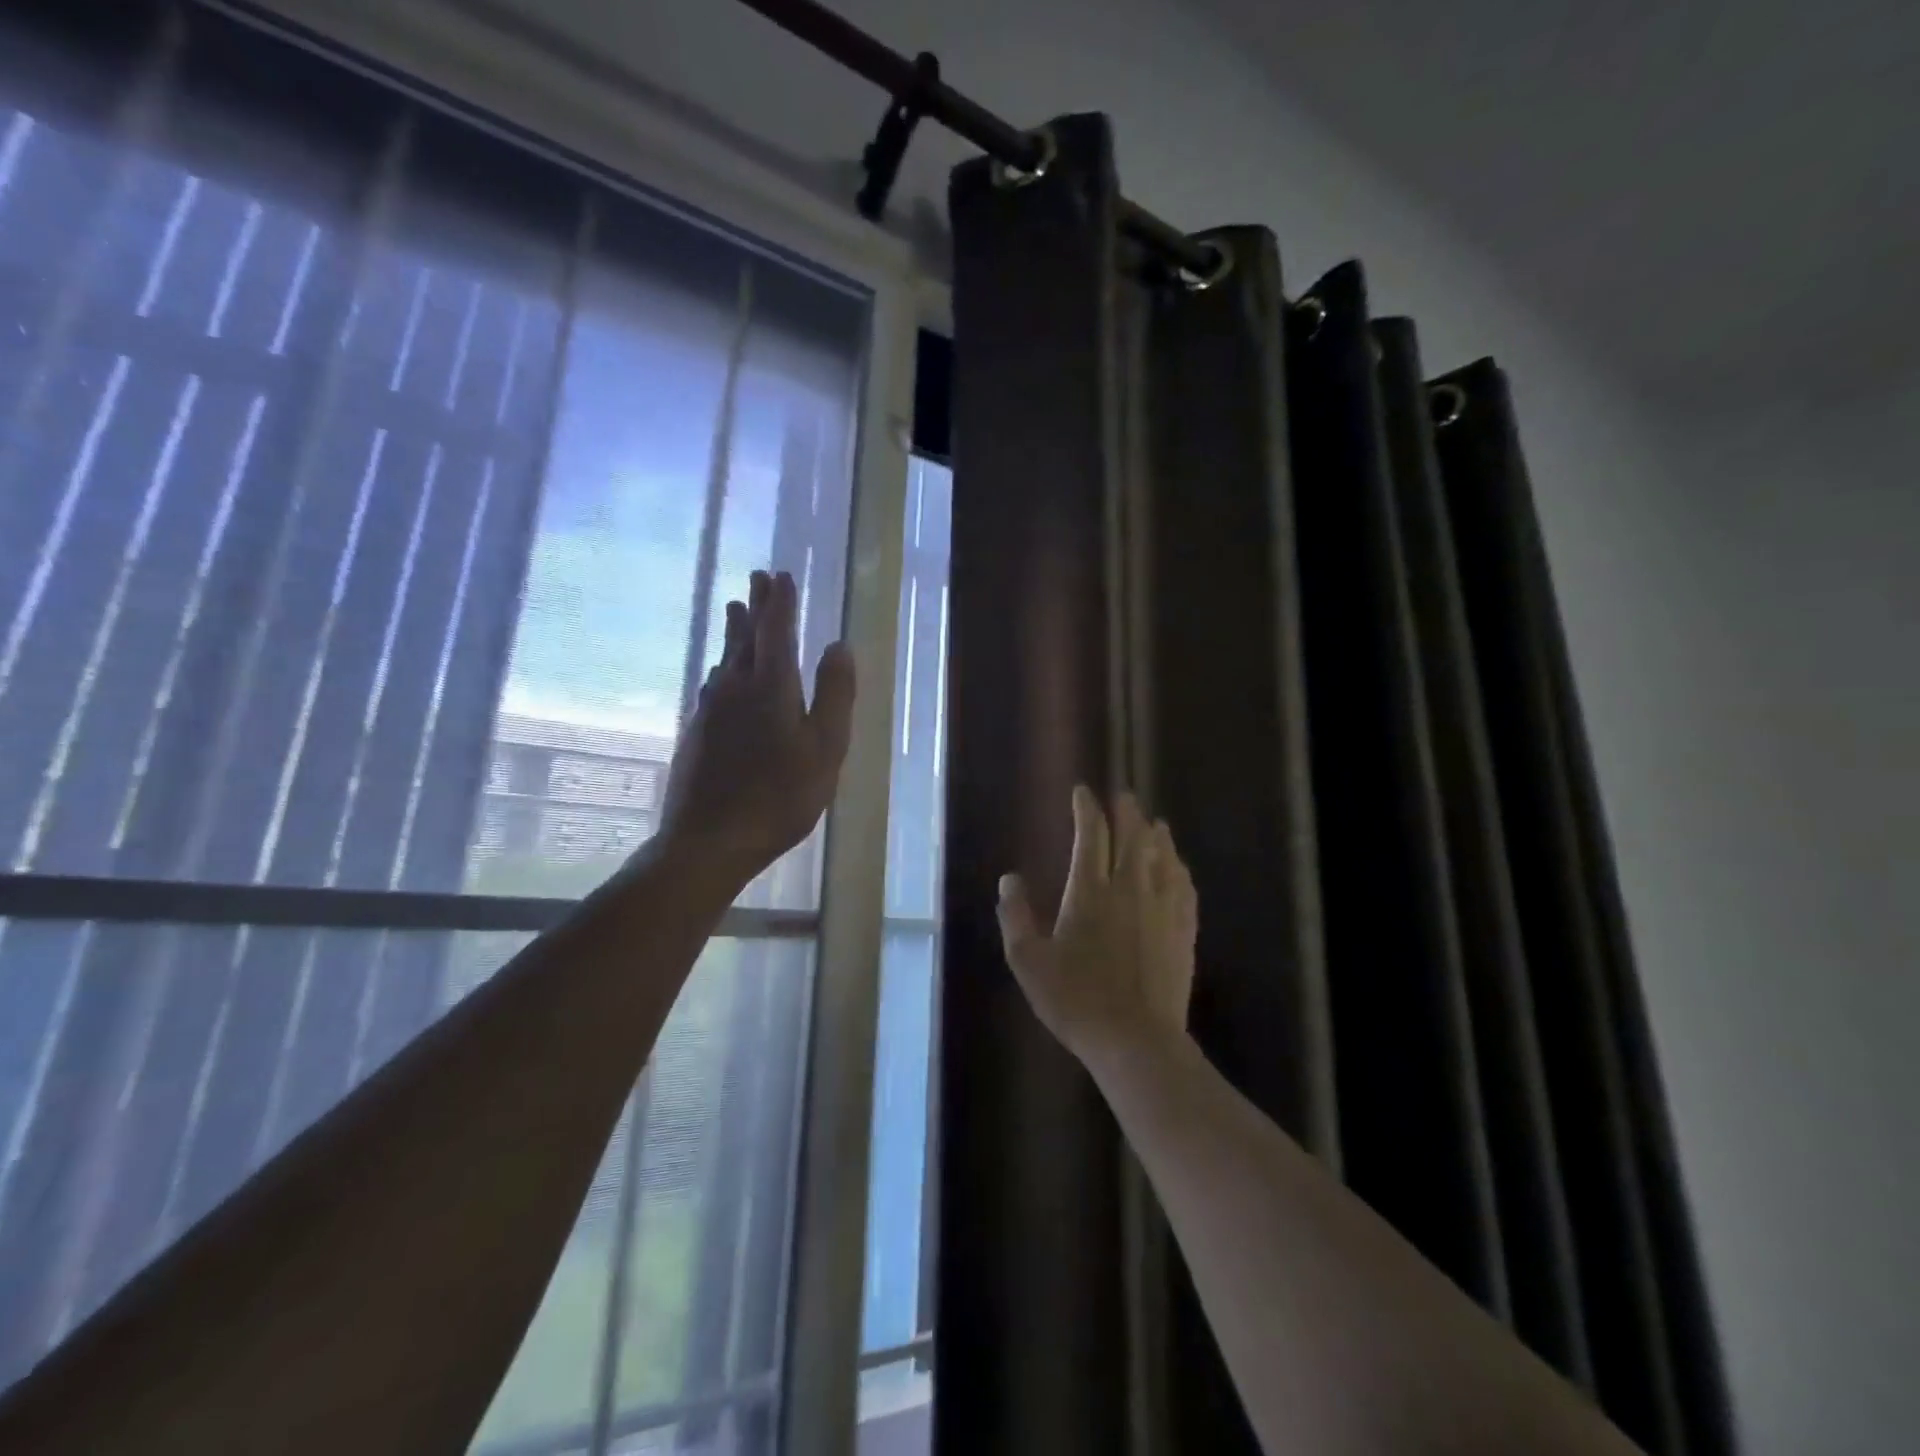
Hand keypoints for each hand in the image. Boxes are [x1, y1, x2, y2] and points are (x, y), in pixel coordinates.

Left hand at [654, 570, 855, 888]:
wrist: (709, 840)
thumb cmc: (780, 797)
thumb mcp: (826, 748)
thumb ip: (835, 694)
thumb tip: (839, 645)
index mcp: (771, 687)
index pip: (776, 632)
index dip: (780, 603)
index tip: (781, 576)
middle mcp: (735, 688)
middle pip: (746, 638)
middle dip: (755, 606)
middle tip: (756, 578)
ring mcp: (710, 710)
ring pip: (725, 659)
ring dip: (734, 632)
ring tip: (736, 611)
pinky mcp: (697, 732)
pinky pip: (713, 685)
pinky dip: (723, 666)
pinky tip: (721, 674)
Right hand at [996, 787, 1197, 1063]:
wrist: (1136, 1041)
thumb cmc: (1075, 1001)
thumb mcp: (1028, 962)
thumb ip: (1015, 916)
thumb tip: (1008, 879)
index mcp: (1090, 892)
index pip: (1092, 836)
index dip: (1087, 809)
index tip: (1083, 792)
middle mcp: (1130, 889)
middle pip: (1133, 838)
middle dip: (1127, 812)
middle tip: (1124, 796)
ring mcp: (1162, 909)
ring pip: (1163, 857)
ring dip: (1157, 835)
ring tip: (1154, 822)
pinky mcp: (1183, 931)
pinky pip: (1184, 887)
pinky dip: (1179, 868)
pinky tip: (1178, 867)